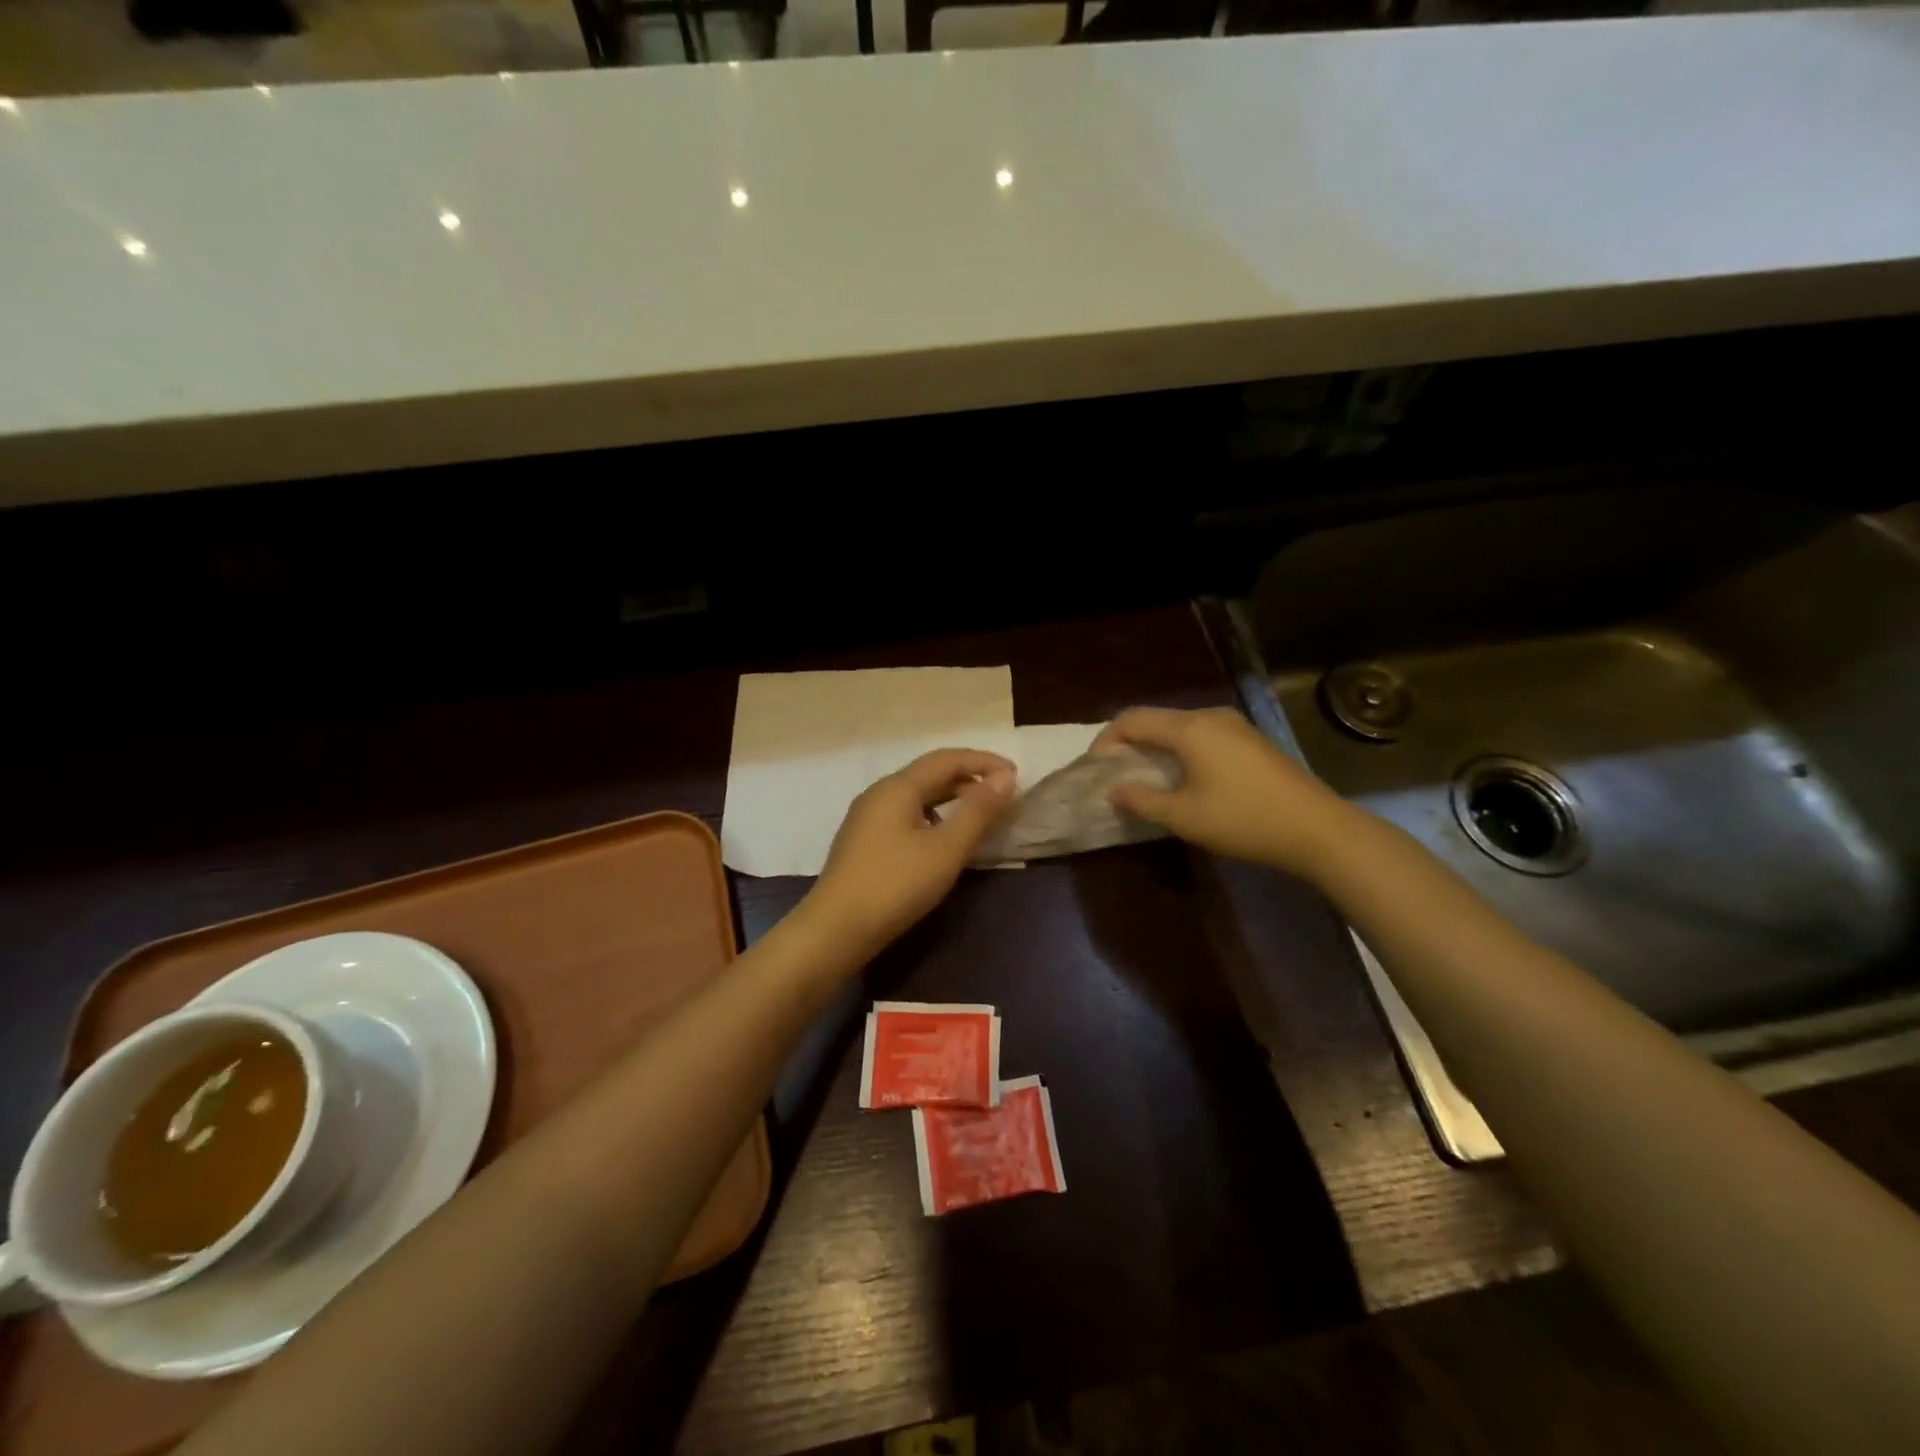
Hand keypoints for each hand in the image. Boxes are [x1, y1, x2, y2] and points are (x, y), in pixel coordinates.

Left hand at [805, 748, 1015, 957]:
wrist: (835, 930)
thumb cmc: (896, 885)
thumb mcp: (946, 849)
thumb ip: (978, 811)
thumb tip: (1004, 777)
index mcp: (898, 787)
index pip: (947, 759)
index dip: (983, 761)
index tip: (1015, 775)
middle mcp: (879, 794)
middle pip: (930, 774)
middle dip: (968, 779)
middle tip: (1002, 796)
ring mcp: (866, 818)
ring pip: (917, 796)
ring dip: (951, 799)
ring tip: (978, 816)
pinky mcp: (863, 842)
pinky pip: (905, 815)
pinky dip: (933, 817)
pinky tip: (942, 840)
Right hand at [1094, 706, 1349, 875]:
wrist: (1317, 829)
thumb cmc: (1243, 819)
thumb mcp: (1184, 817)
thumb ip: (1143, 801)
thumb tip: (1114, 791)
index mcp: (1190, 728)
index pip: (1133, 720)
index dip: (1107, 740)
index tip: (1094, 768)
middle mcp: (1210, 717)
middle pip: (1157, 720)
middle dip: (1130, 743)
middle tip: (1115, 773)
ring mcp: (1235, 726)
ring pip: (1181, 728)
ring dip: (1156, 748)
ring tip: (1145, 777)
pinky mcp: (1251, 741)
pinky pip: (1202, 736)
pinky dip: (1181, 751)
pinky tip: (1183, 778)